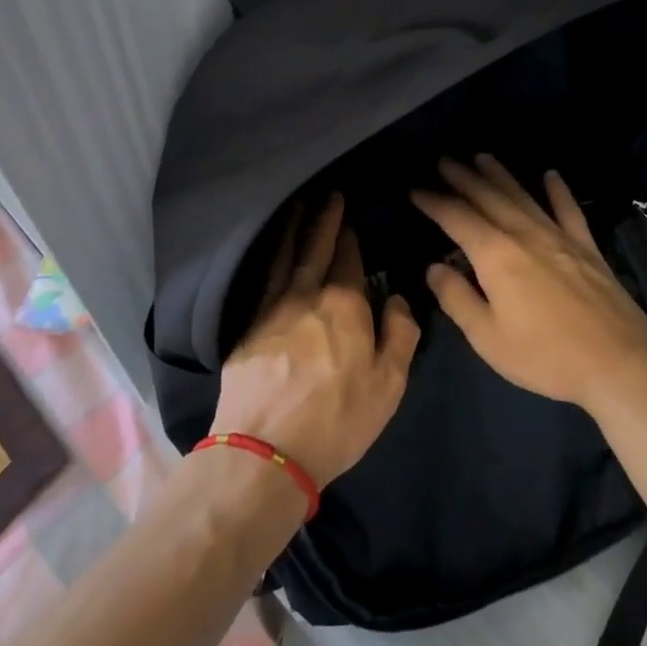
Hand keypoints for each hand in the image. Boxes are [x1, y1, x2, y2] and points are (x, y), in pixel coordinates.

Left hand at [210, 193, 420, 485]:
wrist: (265, 451)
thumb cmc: (338, 419)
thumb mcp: (388, 384)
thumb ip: (400, 335)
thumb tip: (399, 300)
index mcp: (344, 305)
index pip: (348, 259)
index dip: (349, 235)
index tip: (349, 214)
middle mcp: (306, 296)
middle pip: (315, 248)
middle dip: (322, 219)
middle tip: (326, 194)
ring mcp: (271, 310)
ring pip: (284, 258)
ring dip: (292, 230)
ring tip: (296, 207)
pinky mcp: (246, 329)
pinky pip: (262, 280)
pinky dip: (269, 259)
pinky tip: (271, 255)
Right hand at [410, 155, 646, 410]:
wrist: (619, 361)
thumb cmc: (545, 355)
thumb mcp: (487, 338)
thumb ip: (457, 299)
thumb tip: (434, 268)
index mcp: (495, 255)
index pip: (457, 218)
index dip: (434, 202)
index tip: (415, 188)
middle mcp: (525, 234)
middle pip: (489, 197)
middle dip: (463, 178)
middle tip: (444, 160)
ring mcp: (559, 237)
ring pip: (523, 196)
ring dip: (500, 175)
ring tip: (482, 157)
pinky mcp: (586, 248)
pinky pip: (568, 210)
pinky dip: (558, 191)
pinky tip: (550, 175)